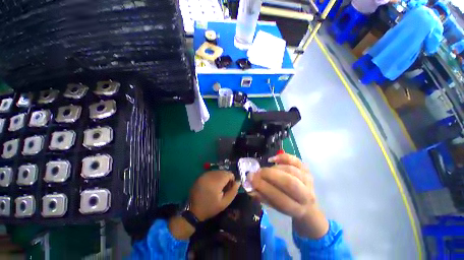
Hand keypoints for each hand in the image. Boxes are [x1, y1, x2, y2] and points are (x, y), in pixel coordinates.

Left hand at [189, 170, 240, 220]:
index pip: (229, 174)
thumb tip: (238, 181)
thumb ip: (233, 191)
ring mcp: (204, 174)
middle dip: (226, 178)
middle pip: (224, 172)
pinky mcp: (201, 176)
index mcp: (216, 181)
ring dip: (220, 177)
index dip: (231, 180)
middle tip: (223, 189)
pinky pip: (212, 173)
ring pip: (218, 171)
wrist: (193, 211)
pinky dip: (215, 177)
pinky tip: (212, 185)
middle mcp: (210, 175)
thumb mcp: (225, 203)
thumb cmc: (210, 208)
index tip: (229, 188)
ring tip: (218, 187)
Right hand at [249, 154, 328, 237]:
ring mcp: (308, 179)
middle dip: (269, 175)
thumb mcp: (274, 206)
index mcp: (297, 209)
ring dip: (274, 168)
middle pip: (288, 182)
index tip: (251, 179)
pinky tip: (273, 159)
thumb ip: (261, 196)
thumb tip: (249, 184)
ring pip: (290, 170)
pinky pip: (295, 160)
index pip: (280, 198)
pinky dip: (283, 157)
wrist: (305, 203)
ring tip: (264, 170)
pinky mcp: (306, 169)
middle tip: (257, 172)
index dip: (264, 187)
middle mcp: (306, 195)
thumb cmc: (286, 205)